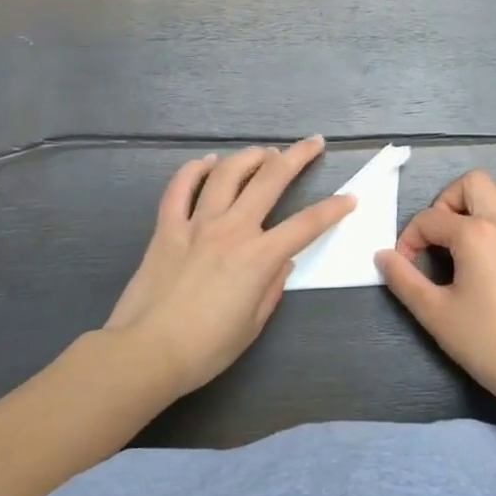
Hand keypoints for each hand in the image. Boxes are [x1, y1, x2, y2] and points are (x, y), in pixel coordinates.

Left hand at [106, 137, 354, 397]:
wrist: (146, 352)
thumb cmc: (206, 348)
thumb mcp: (253, 324)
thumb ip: (271, 288)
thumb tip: (281, 263)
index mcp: (259, 257)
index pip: (306, 224)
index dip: (333, 209)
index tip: (350, 198)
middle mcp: (232, 230)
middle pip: (270, 180)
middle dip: (297, 157)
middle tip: (313, 143)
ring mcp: (196, 224)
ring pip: (226, 174)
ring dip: (249, 157)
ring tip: (263, 153)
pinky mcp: (166, 228)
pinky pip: (179, 188)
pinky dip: (193, 170)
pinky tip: (206, 162)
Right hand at [377, 170, 495, 410]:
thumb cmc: (482, 340)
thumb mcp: (433, 311)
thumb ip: (403, 278)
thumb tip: (383, 255)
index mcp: (474, 234)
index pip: (430, 219)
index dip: (410, 239)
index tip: (405, 264)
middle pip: (473, 183)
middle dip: (448, 201)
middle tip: (439, 235)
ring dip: (485, 202)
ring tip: (471, 232)